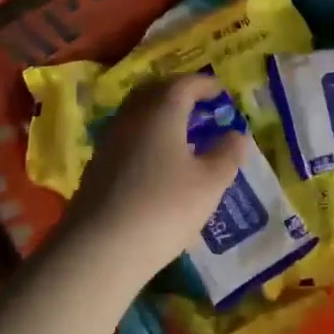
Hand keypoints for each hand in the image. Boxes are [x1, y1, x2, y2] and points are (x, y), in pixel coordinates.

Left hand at [58, 74, 244, 284]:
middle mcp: (131, 118)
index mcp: (161, 111)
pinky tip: (158, 163)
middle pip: (154, 92)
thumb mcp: (210, 183)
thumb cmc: (165, 208)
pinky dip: (146, 139)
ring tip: (182, 135)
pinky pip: (127, 139)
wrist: (100, 248)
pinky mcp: (97, 168)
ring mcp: (109, 143)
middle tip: (199, 106)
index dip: (205, 84)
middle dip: (178, 93)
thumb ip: (227, 154)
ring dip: (160, 116)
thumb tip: (236, 134)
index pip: (184, 84)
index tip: (221, 92)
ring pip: (137, 116)